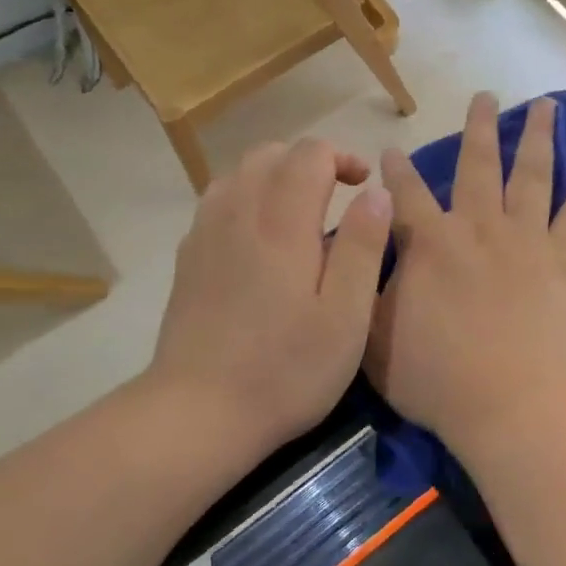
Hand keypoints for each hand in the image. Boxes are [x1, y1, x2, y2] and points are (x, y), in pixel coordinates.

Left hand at [150, 138, 393, 451]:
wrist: (198, 412)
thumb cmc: (285, 369)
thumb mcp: (346, 316)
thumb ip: (363, 246)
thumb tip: (377, 192)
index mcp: (282, 222)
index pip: (309, 154)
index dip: (341, 157)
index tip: (363, 186)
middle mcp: (239, 213)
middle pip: (270, 153)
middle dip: (308, 161)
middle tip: (337, 194)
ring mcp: (205, 233)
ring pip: (239, 173)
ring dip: (274, 175)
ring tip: (299, 211)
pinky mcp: (188, 258)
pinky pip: (217, 201)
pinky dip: (246, 198)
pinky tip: (259, 238)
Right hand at [366, 93, 565, 446]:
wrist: (509, 406)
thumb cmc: (436, 379)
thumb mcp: (373, 335)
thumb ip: (366, 286)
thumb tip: (364, 251)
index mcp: (429, 242)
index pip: (405, 192)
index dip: (395, 169)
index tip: (391, 150)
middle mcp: (477, 226)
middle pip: (477, 164)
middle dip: (478, 128)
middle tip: (483, 96)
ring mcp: (525, 239)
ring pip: (531, 174)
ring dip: (536, 136)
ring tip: (546, 105)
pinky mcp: (564, 260)